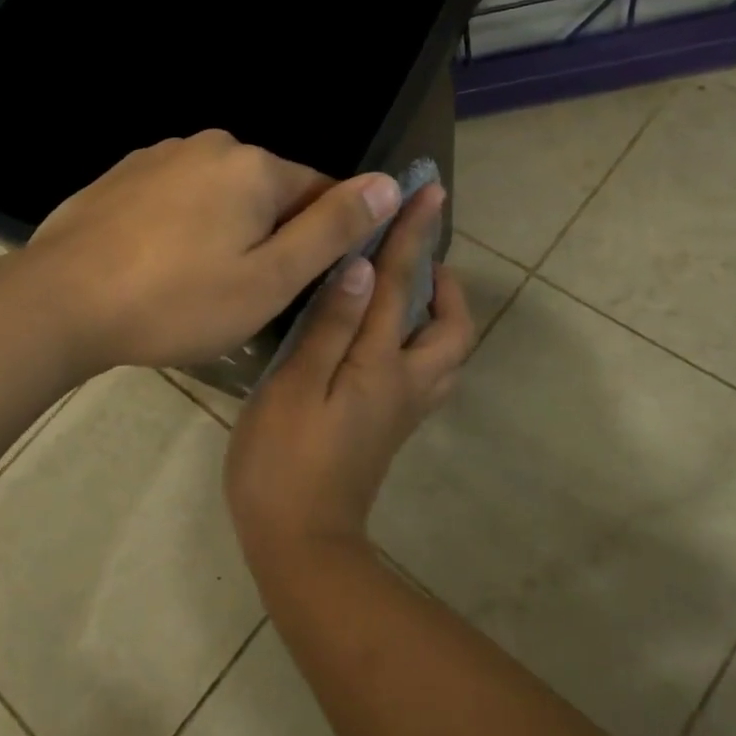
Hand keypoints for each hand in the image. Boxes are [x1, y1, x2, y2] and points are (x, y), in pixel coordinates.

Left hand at [13, 130, 401, 375]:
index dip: (322, 239)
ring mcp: (161, 155)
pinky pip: (179, 198)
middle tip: (246, 294)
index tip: (300, 282)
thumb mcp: (270, 278)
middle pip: (270, 191)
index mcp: (255, 166)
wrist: (60, 302)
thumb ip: (333, 229)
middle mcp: (211, 144)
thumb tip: (390, 182)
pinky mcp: (123, 175)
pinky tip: (161, 266)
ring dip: (227, 230)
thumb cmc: (177, 300)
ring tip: (199, 285)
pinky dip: (185, 227)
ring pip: (222, 195)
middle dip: (272, 235)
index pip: (321, 191)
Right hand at [225, 183, 473, 569]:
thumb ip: (330, 326)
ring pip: (446, 355)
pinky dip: (422, 344)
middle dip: (445, 284)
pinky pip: (426, 374)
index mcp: (380, 365)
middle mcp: (405, 384)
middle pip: (452, 329)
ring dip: (440, 316)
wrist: (301, 542)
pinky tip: (385, 339)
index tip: (428, 192)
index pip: (400, 285)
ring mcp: (402, 411)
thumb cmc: (284, 463)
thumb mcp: (294, 387)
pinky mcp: (390, 429)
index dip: (412, 234)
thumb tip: (360, 267)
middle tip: (418, 258)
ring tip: (407, 292)